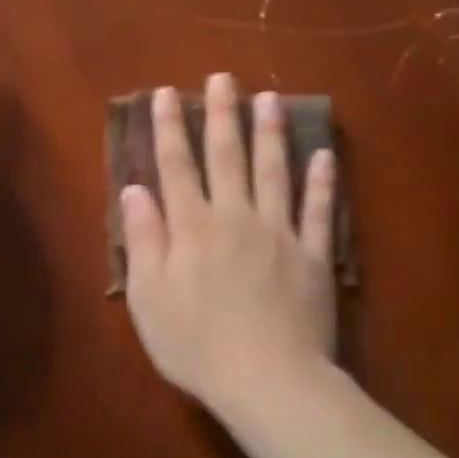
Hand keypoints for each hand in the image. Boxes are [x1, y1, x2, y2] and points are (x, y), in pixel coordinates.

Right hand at [122, 75, 336, 419]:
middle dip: (221, 115)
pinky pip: (318, 211)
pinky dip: (322, 182)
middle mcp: (235, 217)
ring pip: (274, 171)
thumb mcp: (148, 298)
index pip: (177, 166)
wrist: (268, 380)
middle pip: (227, 156)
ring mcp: (279, 233)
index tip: (167, 94)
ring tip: (269, 99)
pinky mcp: (313, 256)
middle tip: (223, 77)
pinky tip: (324, 155)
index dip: (169, 128)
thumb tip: (134, 189)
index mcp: (192, 227)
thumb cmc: (196, 345)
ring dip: (270, 133)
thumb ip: (143, 239)